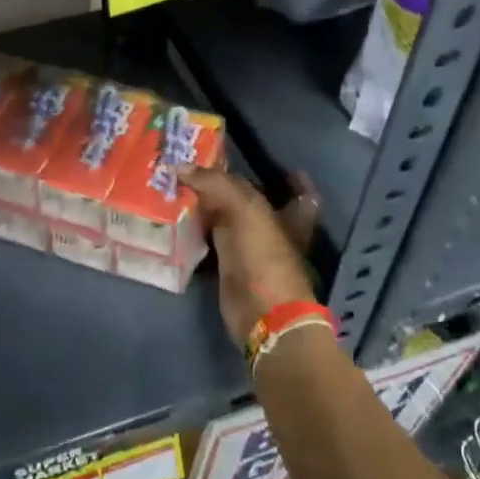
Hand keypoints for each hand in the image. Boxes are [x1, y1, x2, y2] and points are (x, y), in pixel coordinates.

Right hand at [181, 165, 320, 349]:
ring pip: (230, 221)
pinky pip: (213, 242)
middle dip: (234, 187)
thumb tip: (179, 165)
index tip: (274, 166)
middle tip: (204, 169)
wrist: (261, 313)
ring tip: (183, 187)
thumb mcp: (243, 209)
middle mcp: (274, 230)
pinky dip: (198, 232)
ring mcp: (252, 251)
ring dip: (211, 208)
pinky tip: (179, 219)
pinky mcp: (231, 268)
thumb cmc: (264, 256)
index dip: (291, 179)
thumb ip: (214, 183)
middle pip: (256, 203)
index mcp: (291, 215)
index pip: (300, 191)